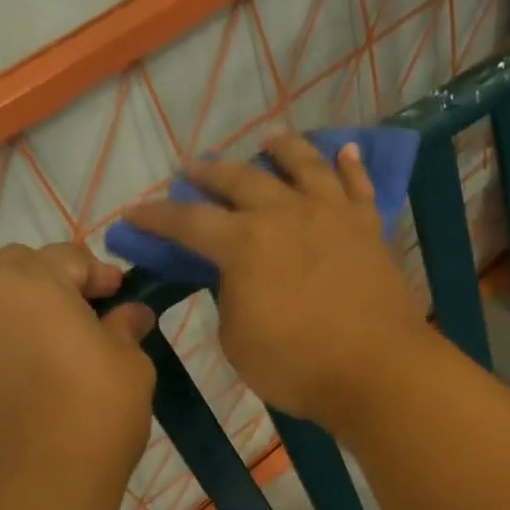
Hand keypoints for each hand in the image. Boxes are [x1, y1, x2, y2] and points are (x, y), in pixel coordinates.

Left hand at [0, 243, 156, 499]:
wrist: (36, 489)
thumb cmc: (95, 413)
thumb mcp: (130, 363)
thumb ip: (126, 326)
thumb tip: (131, 313)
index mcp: (28, 282)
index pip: (68, 257)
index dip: (101, 275)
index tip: (123, 298)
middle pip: (17, 268)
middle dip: (53, 280)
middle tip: (86, 315)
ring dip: (24, 309)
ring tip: (57, 345)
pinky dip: (3, 340)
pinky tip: (32, 374)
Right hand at [122, 132, 429, 428]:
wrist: (376, 369)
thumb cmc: (297, 364)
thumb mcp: (238, 338)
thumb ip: (230, 296)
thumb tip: (236, 276)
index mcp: (244, 243)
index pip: (188, 221)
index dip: (156, 216)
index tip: (133, 212)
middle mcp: (285, 214)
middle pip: (241, 180)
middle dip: (211, 173)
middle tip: (195, 171)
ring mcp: (331, 215)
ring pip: (304, 164)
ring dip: (282, 148)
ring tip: (269, 140)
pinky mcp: (368, 228)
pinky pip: (359, 186)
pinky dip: (351, 165)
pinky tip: (345, 150)